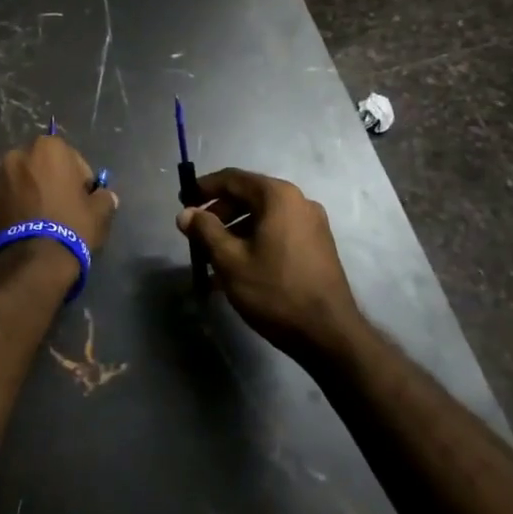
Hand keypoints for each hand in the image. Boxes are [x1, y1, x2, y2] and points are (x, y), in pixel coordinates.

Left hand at [0, 134, 118, 263]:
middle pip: (38, 166)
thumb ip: (104, 197)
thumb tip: (105, 196)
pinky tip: (18, 229)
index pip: (70, 157)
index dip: (78, 179)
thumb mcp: (100, 213)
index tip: (81, 199)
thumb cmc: (70, 228)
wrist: (30, 263)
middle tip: (57, 207)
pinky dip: (7, 209)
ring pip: (16, 182)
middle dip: (47, 181)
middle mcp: (17, 155)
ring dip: (24, 193)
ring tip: (34, 221)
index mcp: (48, 148)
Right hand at [177, 169, 360, 358]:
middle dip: (219, 213)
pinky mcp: (318, 245)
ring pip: (263, 217)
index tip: (183, 202)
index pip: (232, 179)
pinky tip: (238, 269)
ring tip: (212, 258)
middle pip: (249, 196)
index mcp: (278, 196)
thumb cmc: (275, 291)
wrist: (329, 334)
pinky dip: (255, 241)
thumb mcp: (230, 261)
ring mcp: (312, 223)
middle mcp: (298, 201)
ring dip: (235, 231)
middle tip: (195, 234)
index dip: (204, 188)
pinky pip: (278, 232)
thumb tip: (186, 213)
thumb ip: (205, 231)